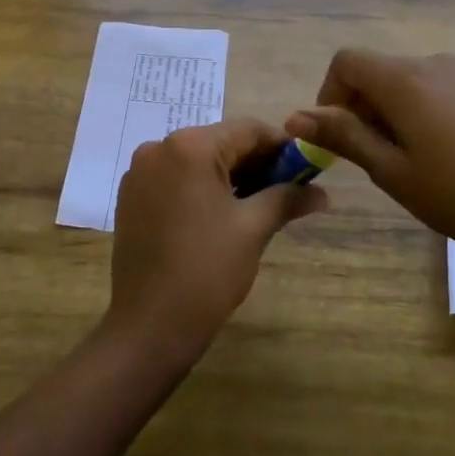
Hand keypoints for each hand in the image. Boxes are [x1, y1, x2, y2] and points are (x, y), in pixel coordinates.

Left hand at [107, 118, 326, 359]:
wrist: (150, 324)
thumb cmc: (207, 270)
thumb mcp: (253, 228)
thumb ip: (287, 198)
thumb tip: (323, 193)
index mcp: (189, 147)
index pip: (247, 131)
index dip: (282, 147)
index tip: (307, 169)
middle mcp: (158, 149)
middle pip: (220, 143)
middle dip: (257, 164)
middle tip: (289, 190)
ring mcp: (139, 173)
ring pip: (197, 162)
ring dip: (231, 176)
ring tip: (261, 204)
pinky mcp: (131, 197)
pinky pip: (175, 179)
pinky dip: (202, 188)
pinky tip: (223, 214)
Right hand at [286, 50, 454, 259]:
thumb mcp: (391, 171)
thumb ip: (343, 136)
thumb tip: (294, 116)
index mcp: (405, 80)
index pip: (346, 62)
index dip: (329, 95)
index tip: (337, 136)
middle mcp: (433, 63)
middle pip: (377, 70)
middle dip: (360, 106)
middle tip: (372, 157)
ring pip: (407, 80)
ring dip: (391, 109)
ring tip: (408, 158)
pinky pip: (436, 87)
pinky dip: (420, 108)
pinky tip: (442, 151)